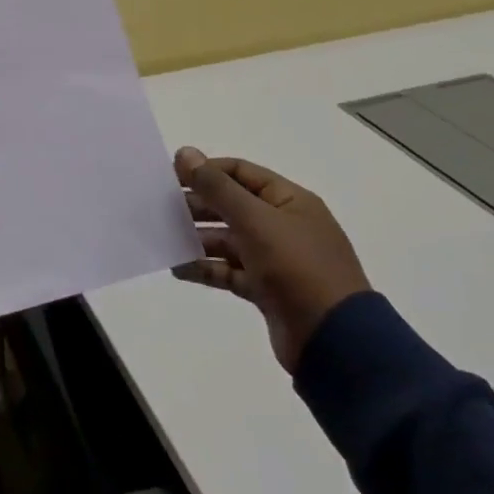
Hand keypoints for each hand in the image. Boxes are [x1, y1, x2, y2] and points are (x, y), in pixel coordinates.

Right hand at [172, 147, 369, 373]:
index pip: (240, 173)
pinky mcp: (266, 289)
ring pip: (228, 240)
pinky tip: (178, 268)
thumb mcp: (255, 220)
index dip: (206, 171)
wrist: (333, 340)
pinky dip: (205, 268)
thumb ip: (217, 187)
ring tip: (163, 239)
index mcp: (289, 201)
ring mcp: (275, 259)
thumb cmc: (297, 267)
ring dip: (197, 238)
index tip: (170, 176)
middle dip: (197, 206)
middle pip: (231, 206)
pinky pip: (229, 271)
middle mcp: (283, 225)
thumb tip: (184, 153)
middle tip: (159, 208)